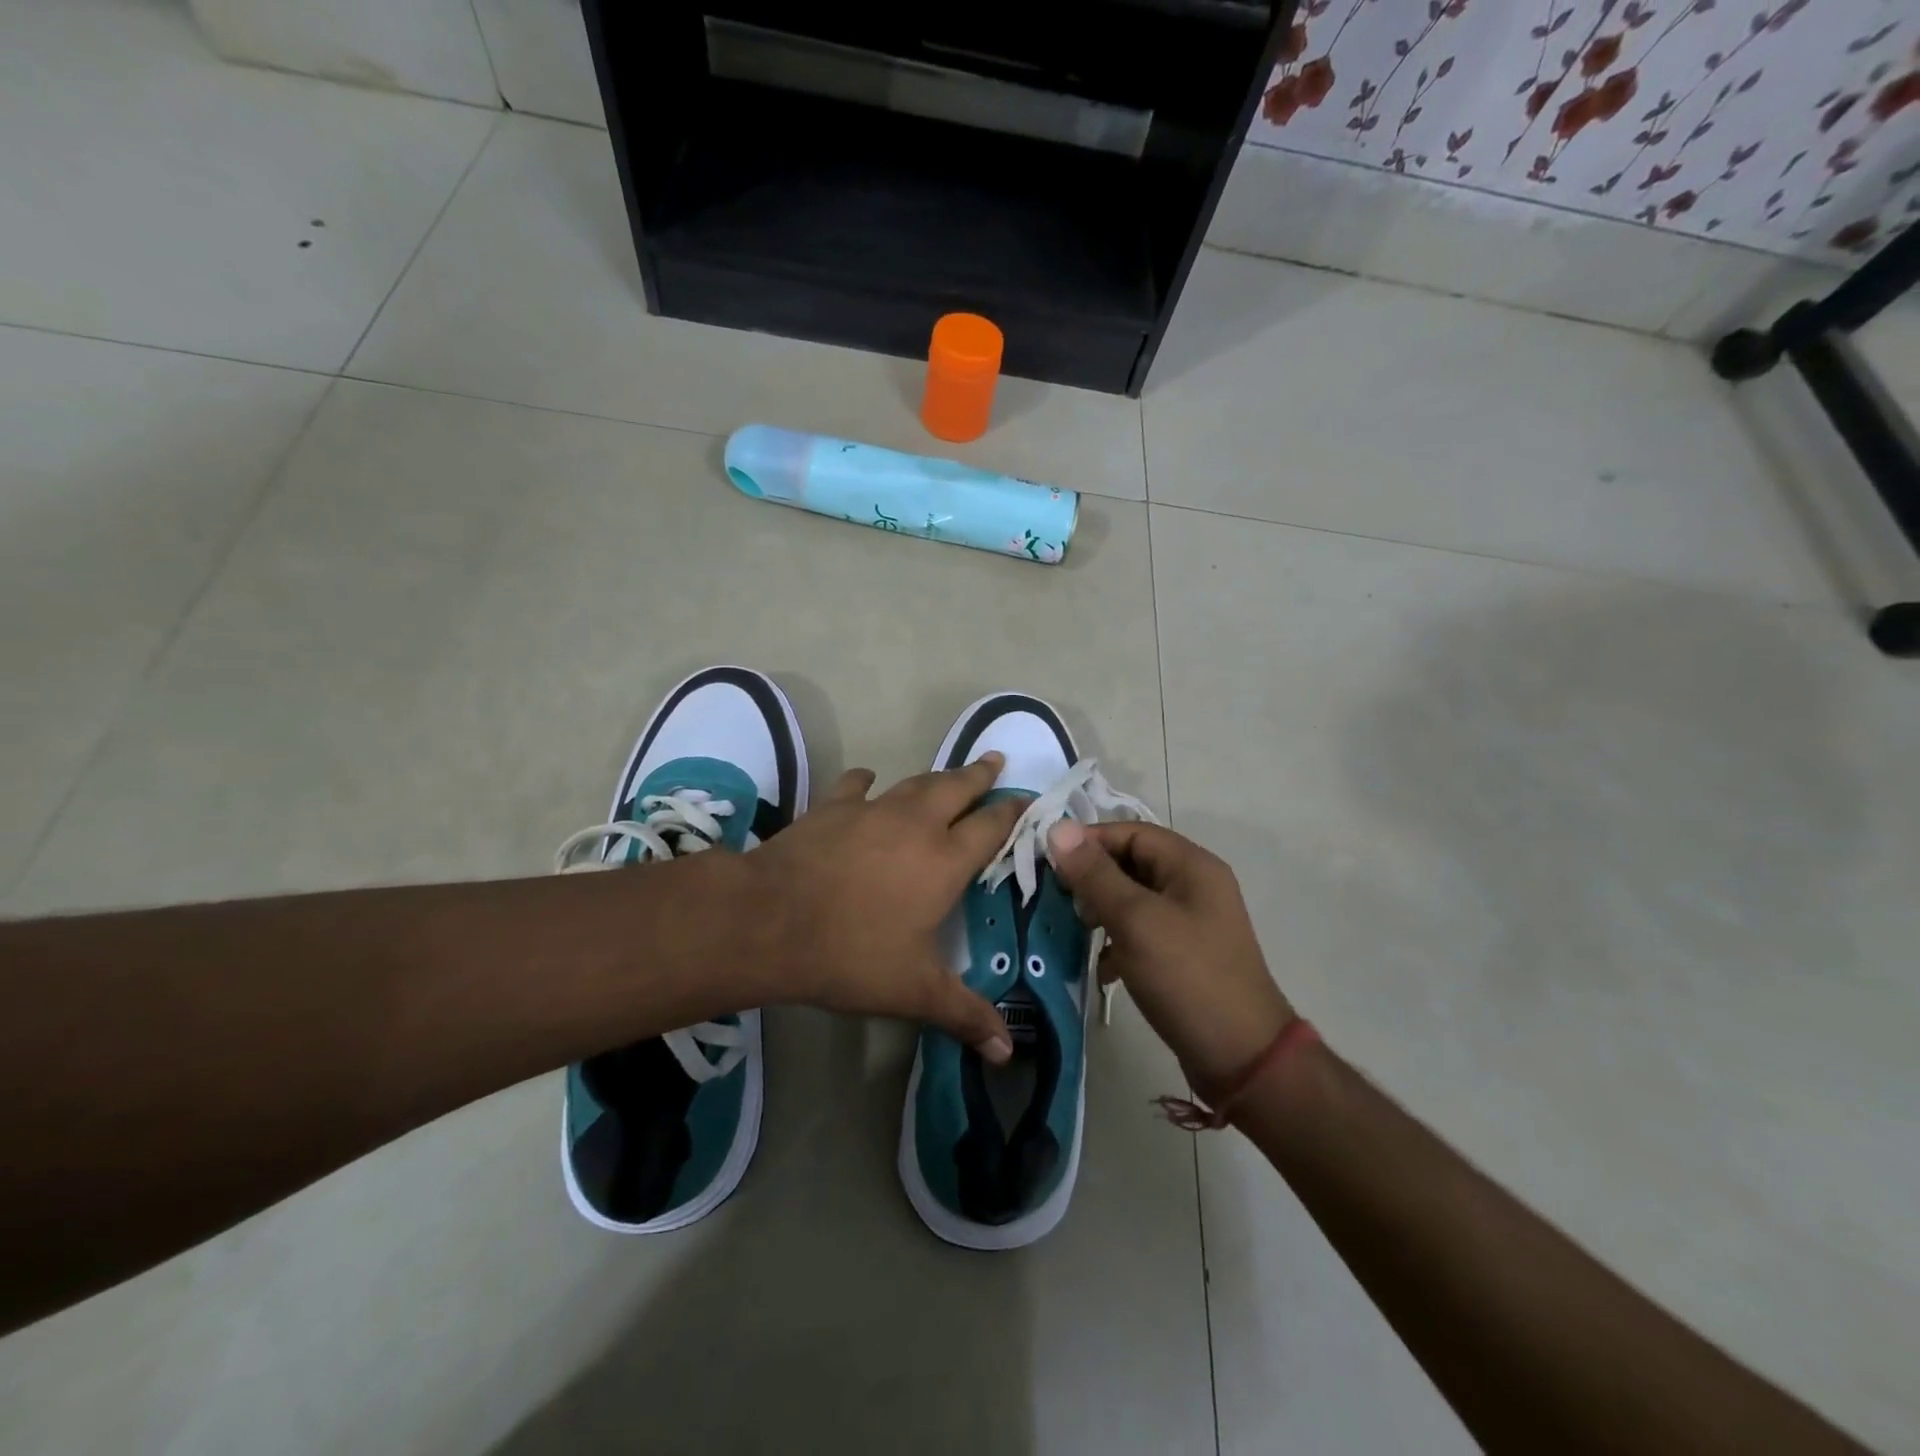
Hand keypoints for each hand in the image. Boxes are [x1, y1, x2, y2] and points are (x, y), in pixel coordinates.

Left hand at [742, 755, 1025, 1063]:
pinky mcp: (831, 808)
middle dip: (979, 774)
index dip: (1013, 812)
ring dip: (936, 776)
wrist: (770, 921)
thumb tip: (1007, 1053)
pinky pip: (856, 786)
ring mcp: (871, 810)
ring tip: (948, 773)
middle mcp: (915, 824)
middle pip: (957, 787)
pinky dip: (867, 782)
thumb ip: (964, 1014)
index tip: (1029, 799)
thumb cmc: (851, 954)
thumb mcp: (914, 991)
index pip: (991, 826)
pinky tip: (867, 781)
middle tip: (995, 759)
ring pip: (914, 782)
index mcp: (944, 860)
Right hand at [1047, 820, 1292, 1093]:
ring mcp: (1191, 922)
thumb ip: (1095, 874)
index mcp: (1191, 865)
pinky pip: (1142, 932)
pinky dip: (1118, 942)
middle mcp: (1194, 885)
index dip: (1088, 841)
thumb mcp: (1136, 920)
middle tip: (1060, 901)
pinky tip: (1101, 967)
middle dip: (1092, 878)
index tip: (1049, 863)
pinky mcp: (1184, 955)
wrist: (1242, 1059)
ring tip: (1076, 931)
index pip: (1130, 832)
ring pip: (1133, 899)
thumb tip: (1057, 827)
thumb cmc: (1187, 977)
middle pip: (1131, 863)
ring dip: (1102, 911)